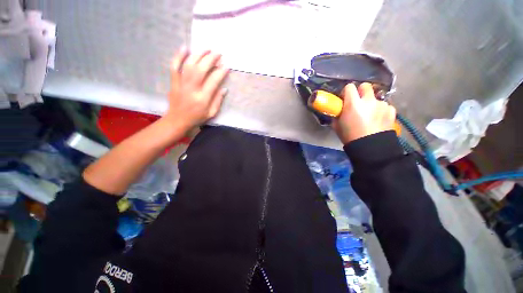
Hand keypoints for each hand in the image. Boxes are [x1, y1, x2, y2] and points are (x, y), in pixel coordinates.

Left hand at [163, 47, 229, 129]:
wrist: (177, 120)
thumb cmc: (197, 118)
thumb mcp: (211, 113)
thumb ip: (218, 100)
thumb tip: (224, 88)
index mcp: (203, 98)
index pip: (213, 81)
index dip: (221, 72)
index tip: (226, 66)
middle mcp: (192, 89)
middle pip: (201, 69)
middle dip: (211, 59)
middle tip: (218, 54)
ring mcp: (181, 84)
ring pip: (189, 65)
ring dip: (198, 55)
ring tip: (207, 49)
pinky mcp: (174, 82)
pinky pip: (174, 66)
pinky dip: (179, 56)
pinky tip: (185, 48)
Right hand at [332, 83, 395, 143]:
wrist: (370, 148)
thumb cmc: (349, 136)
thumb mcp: (337, 125)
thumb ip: (338, 114)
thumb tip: (339, 110)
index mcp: (353, 104)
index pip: (349, 87)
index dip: (347, 92)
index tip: (346, 98)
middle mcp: (368, 101)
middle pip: (365, 86)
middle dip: (361, 92)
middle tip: (358, 102)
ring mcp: (382, 105)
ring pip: (376, 97)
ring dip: (371, 103)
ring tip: (370, 115)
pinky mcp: (391, 110)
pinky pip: (385, 106)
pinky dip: (381, 110)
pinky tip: (378, 120)